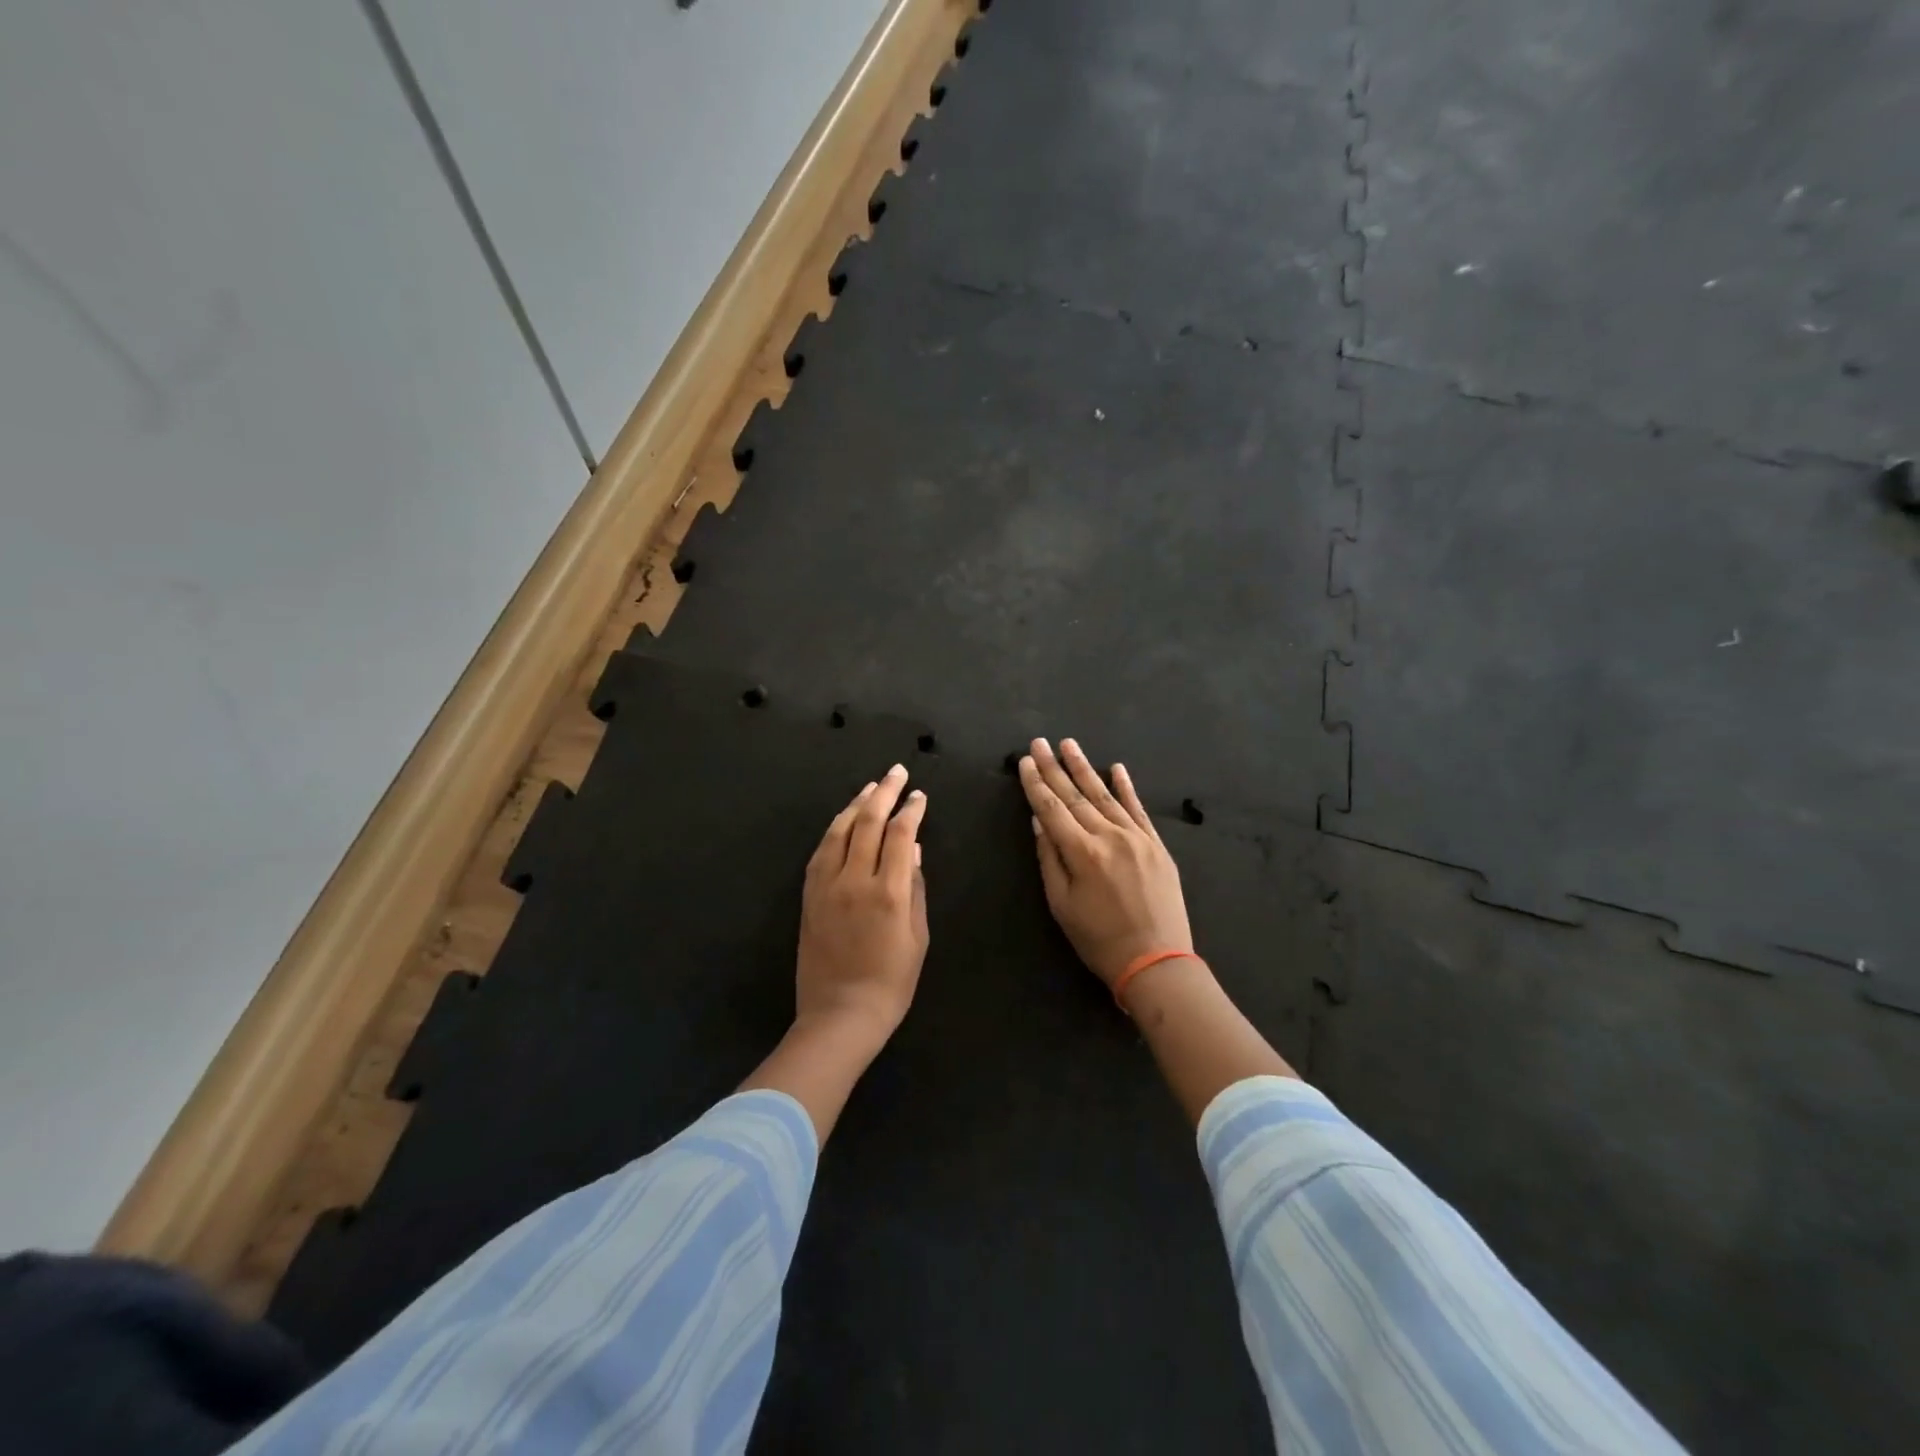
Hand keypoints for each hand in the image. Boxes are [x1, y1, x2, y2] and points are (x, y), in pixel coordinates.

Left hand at [795, 763, 929, 1049]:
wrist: (839, 1014)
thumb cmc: (891, 982)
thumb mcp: (917, 937)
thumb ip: (916, 889)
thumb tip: (914, 851)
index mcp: (889, 892)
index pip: (901, 835)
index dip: (911, 810)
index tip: (919, 795)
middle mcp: (855, 880)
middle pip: (868, 822)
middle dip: (884, 793)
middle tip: (896, 772)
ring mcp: (827, 886)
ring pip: (840, 831)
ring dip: (856, 804)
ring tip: (871, 787)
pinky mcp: (809, 896)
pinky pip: (821, 851)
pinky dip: (834, 829)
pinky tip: (843, 820)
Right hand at [1018, 738, 1192, 990]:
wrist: (1157, 960)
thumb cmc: (1099, 939)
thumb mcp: (1062, 905)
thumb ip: (1049, 859)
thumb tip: (1039, 821)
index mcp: (1081, 852)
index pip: (1051, 808)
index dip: (1035, 784)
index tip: (1024, 761)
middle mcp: (1109, 836)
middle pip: (1075, 795)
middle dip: (1054, 767)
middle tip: (1039, 742)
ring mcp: (1136, 837)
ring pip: (1105, 795)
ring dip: (1085, 768)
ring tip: (1069, 745)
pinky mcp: (1156, 845)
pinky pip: (1138, 809)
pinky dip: (1126, 787)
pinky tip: (1116, 768)